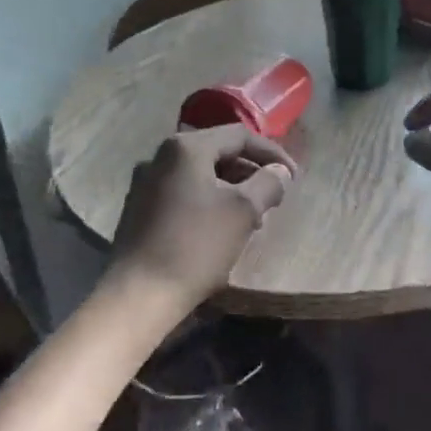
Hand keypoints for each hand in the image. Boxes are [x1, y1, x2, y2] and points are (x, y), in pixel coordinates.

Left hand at [109, 125, 295, 306]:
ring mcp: (145, 182)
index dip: (272, 153)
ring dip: (231, 189)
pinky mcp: (139, 208)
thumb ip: (268, 183)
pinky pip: (183, 192)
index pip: (239, 135)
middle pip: (218, 152)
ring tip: (253, 218)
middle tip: (274, 197)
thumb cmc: (195, 246)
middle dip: (251, 172)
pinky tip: (221, 228)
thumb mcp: (243, 212)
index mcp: (186, 147)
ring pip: (200, 174)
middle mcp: (161, 156)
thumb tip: (279, 172)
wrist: (137, 295)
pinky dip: (208, 201)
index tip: (293, 177)